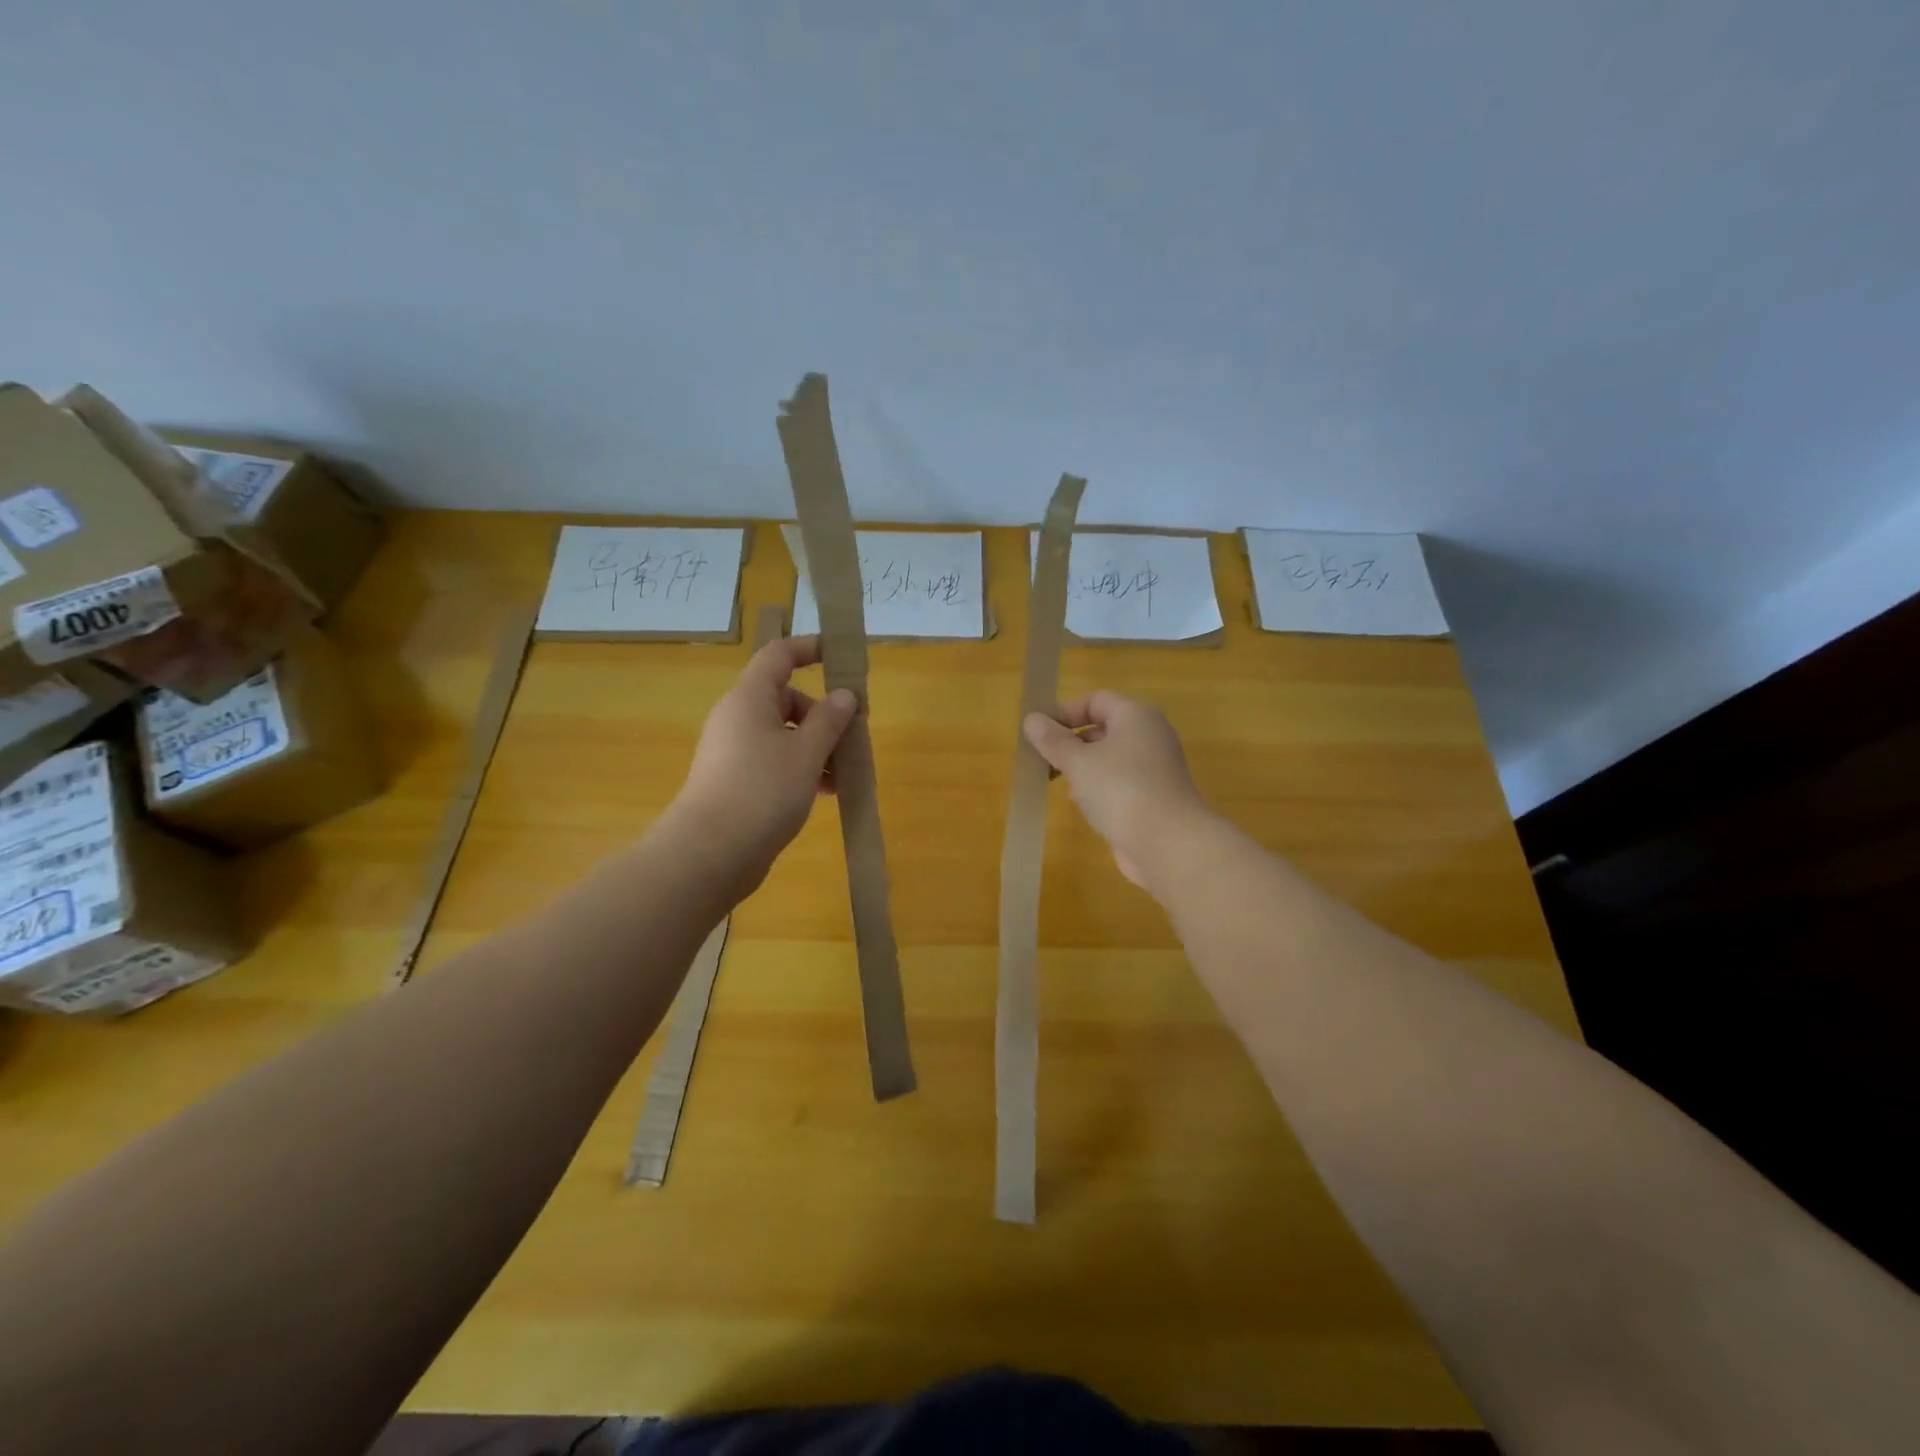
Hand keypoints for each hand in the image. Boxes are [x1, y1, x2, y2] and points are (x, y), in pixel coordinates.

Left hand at [672, 634, 857, 898]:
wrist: (710, 853)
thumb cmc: (763, 791)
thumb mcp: (807, 753)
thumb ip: (830, 720)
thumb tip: (844, 695)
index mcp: (750, 698)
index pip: (779, 655)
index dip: (810, 649)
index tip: (841, 657)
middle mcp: (737, 717)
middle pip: (786, 698)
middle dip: (823, 716)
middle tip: (851, 739)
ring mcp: (733, 750)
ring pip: (783, 734)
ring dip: (816, 747)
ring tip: (841, 776)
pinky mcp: (734, 779)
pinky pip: (773, 760)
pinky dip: (800, 768)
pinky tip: (823, 793)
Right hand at [1023, 691, 1213, 893]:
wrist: (1168, 844)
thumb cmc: (1121, 790)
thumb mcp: (1078, 762)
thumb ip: (1053, 740)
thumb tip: (1032, 719)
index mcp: (1136, 716)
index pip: (1095, 699)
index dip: (1065, 711)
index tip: (1038, 733)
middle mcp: (1150, 735)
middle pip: (1103, 728)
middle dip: (1070, 741)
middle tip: (1042, 759)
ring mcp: (1155, 768)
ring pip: (1110, 757)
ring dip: (1082, 766)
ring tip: (1057, 782)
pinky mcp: (1154, 796)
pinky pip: (1120, 781)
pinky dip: (1099, 787)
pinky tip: (1081, 804)